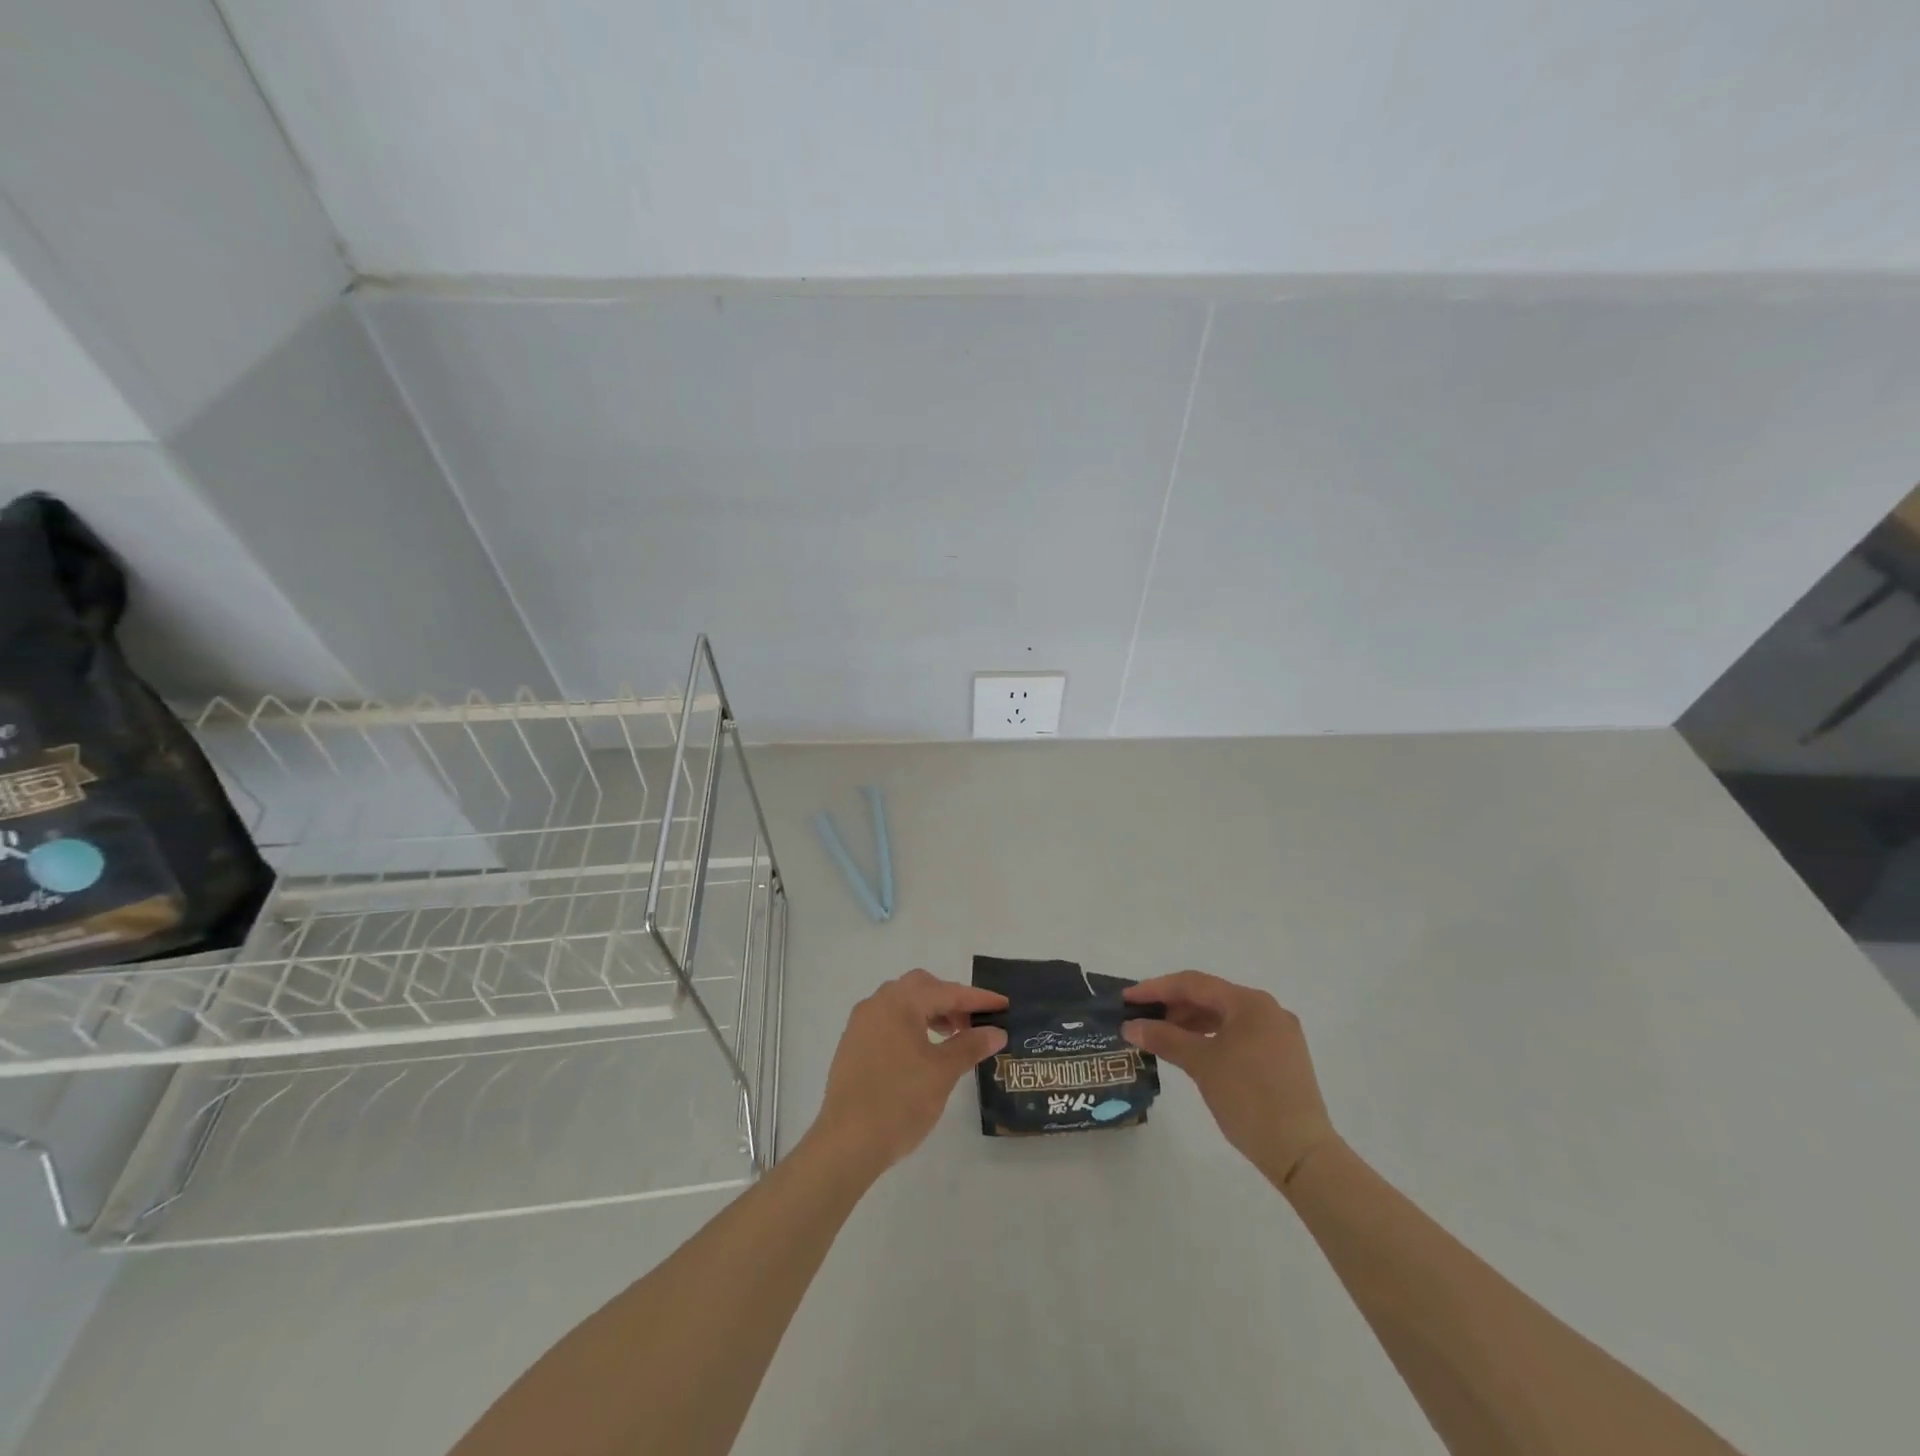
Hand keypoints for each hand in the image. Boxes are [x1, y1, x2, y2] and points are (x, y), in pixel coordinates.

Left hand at [808, 969, 1007, 1176]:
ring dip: (929, 1012)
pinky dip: (910, 1026)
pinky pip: (887, 1022)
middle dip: (950, 1000)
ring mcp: (860, 1024)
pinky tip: (921, 1052)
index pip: (947, 991)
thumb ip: (970, 1045)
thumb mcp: (942, 1072)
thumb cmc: (900, 1101)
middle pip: (921, 987)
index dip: (978, 999)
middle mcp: (877, 1004)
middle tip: (972, 1023)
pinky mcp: (852, 1046)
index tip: (1003, 1005)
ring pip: (902, 1003)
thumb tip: (996, 1031)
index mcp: (899, 1002)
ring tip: (950, 1038)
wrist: (847, 1143)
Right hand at [1123, 970, 1337, 1187]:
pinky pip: (1238, 1035)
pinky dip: (1211, 1038)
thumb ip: (1164, 1038)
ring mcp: (1278, 1035)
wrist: (1302, 1154)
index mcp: (1250, 1002)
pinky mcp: (1282, 1058)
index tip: (1127, 999)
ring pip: (1224, 1017)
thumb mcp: (1201, 1064)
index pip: (1194, 984)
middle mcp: (1267, 1010)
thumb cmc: (1249, 1099)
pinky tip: (1192, 1051)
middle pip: (1210, 997)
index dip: (1156, 989)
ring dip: (1191, 1023)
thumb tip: (1131, 1026)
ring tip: (1161, 1036)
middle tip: (1141, 1018)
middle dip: (1173, 1006)